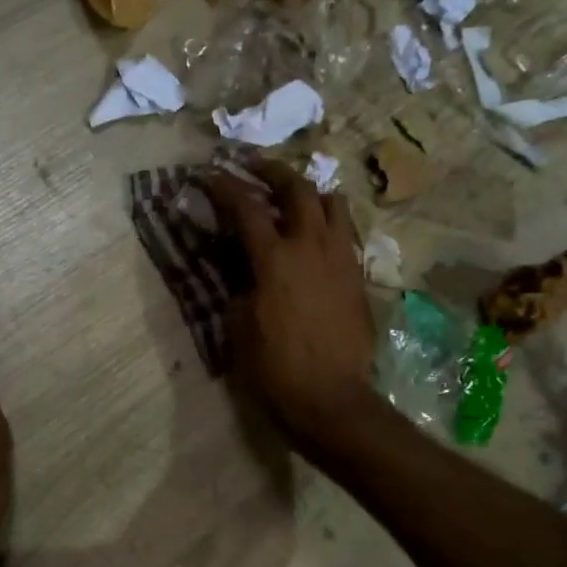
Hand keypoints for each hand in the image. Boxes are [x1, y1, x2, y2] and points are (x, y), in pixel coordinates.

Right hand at [206, 159, 377, 451]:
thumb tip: (244, 269)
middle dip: (273, 171)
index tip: (208, 174)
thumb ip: (240, 286)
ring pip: (333, 204)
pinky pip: (345, 234)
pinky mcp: (358, 277)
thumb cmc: (275, 368)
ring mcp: (341, 259)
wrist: (331, 398)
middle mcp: (312, 247)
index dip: (224, 186)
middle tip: (254, 168)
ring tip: (292, 200)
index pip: (246, 208)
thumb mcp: (240, 326)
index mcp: (276, 259)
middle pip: (298, 188)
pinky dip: (327, 223)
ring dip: (309, 193)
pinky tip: (314, 238)